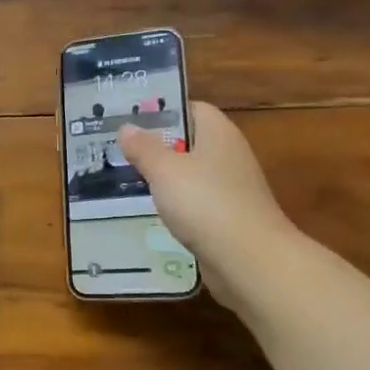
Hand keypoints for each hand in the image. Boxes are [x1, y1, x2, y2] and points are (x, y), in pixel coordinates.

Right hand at [118, 102, 296, 307]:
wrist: (250, 260)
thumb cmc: (205, 203)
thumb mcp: (165, 170)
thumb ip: (143, 147)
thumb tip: (126, 127)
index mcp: (218, 133)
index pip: (191, 109)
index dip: (163, 111)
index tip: (131, 121)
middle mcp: (229, 155)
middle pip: (189, 142)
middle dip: (157, 147)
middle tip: (119, 151)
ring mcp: (232, 189)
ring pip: (191, 175)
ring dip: (165, 179)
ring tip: (127, 181)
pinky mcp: (229, 218)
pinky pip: (196, 203)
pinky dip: (176, 206)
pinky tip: (152, 212)